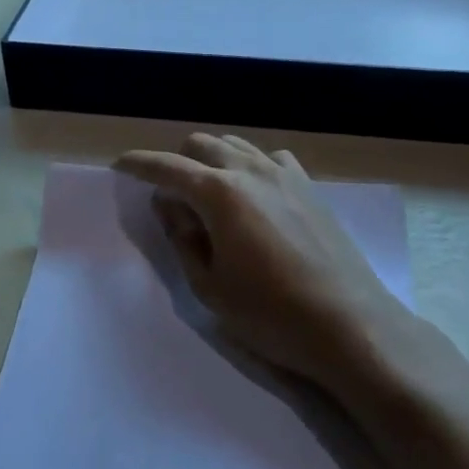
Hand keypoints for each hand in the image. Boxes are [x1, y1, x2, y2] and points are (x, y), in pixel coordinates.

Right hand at [115, 133, 405, 387]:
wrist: (349, 324)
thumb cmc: (271, 314)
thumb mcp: (210, 286)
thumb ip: (182, 238)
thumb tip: (169, 205)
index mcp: (219, 193)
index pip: (167, 168)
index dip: (139, 164)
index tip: (120, 164)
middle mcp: (249, 170)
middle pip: (201, 145)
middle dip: (177, 162)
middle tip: (171, 196)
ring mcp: (283, 174)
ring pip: (235, 145)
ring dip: (212, 159)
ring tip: (209, 193)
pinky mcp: (308, 186)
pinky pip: (269, 158)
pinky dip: (250, 166)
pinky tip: (254, 194)